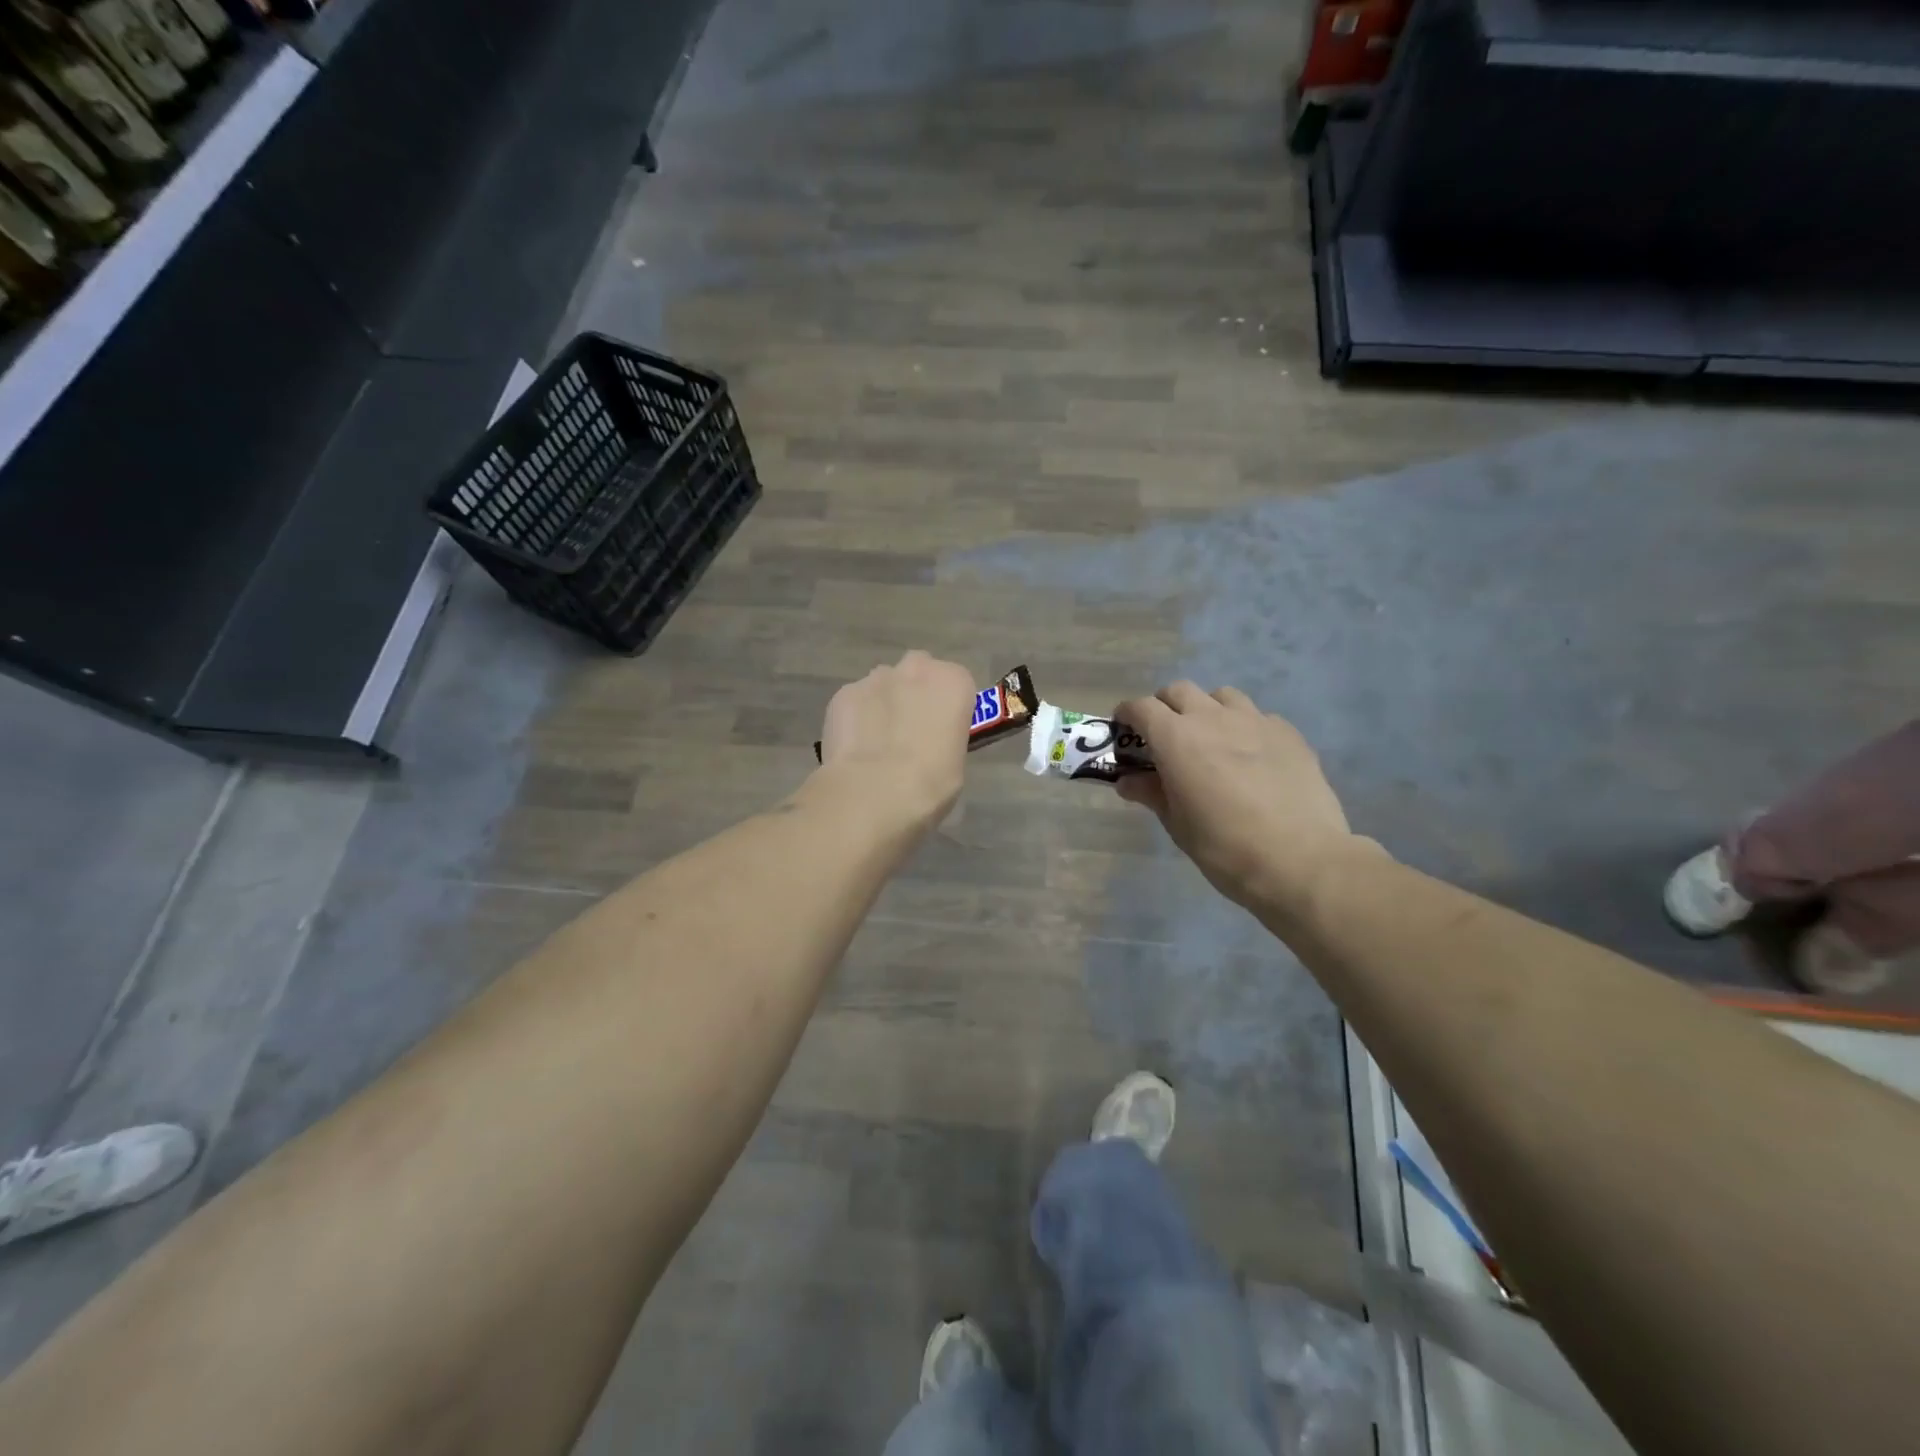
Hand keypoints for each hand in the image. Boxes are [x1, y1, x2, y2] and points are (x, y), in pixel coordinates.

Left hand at [818, 651, 976, 833]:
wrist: (875, 793)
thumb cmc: (930, 783)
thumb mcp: (955, 761)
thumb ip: (944, 736)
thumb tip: (928, 742)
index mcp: (953, 682)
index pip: (956, 683)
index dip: (947, 706)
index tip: (941, 729)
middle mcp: (916, 668)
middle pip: (917, 672)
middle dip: (913, 693)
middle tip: (909, 730)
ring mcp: (874, 678)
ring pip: (882, 685)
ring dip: (882, 704)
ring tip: (875, 742)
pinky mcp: (843, 694)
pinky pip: (854, 702)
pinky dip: (855, 718)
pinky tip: (853, 748)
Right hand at [1114, 682, 1379, 910]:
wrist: (1300, 860)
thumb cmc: (1224, 847)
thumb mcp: (1177, 824)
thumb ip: (1152, 793)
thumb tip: (1129, 781)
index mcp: (1176, 738)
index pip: (1141, 708)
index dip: (1127, 714)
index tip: (1123, 728)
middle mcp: (1213, 718)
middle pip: (1180, 691)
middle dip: (1165, 706)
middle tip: (1164, 735)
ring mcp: (1255, 721)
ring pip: (1222, 696)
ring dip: (1207, 709)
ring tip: (1210, 739)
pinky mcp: (1288, 734)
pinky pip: (1258, 717)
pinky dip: (1244, 727)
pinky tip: (1251, 756)